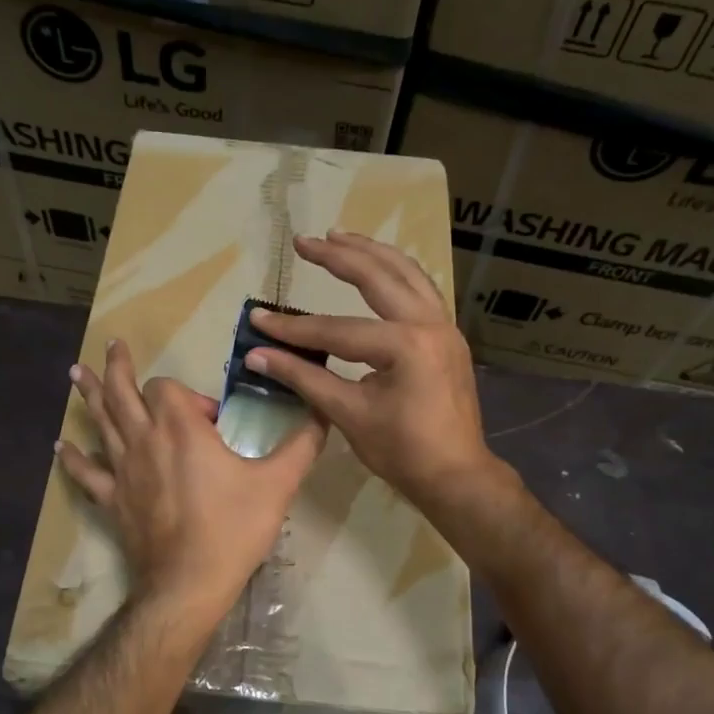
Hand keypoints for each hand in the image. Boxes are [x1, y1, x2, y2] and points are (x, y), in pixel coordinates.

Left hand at [57, 339, 325, 625]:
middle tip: (112, 345)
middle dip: (119, 367)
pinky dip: (74, 458)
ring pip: (101, 423)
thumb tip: (323, 413)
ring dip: (90, 395)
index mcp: (181, 429)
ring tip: (76, 373)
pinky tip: (62, 446)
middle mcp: (145, 441)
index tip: (212, 422)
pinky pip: (87, 473)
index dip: (188, 396)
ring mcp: (122, 471)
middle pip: (123, 393)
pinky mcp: (112, 500)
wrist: (189, 583)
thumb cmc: (233, 529)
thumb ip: (302, 444)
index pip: (167, 389)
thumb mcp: (278, 484)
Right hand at [244, 231, 495, 509]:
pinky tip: (379, 268)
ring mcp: (445, 328)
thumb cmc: (402, 451)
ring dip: (372, 253)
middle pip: (379, 277)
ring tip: (340, 237)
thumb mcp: (349, 414)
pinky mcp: (448, 337)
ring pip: (408, 274)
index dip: (294, 328)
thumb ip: (304, 378)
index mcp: (406, 345)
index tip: (259, 319)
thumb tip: (257, 355)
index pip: (337, 330)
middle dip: (338, 257)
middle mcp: (430, 324)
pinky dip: (396, 273)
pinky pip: (421, 290)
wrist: (456, 476)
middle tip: (305, 242)